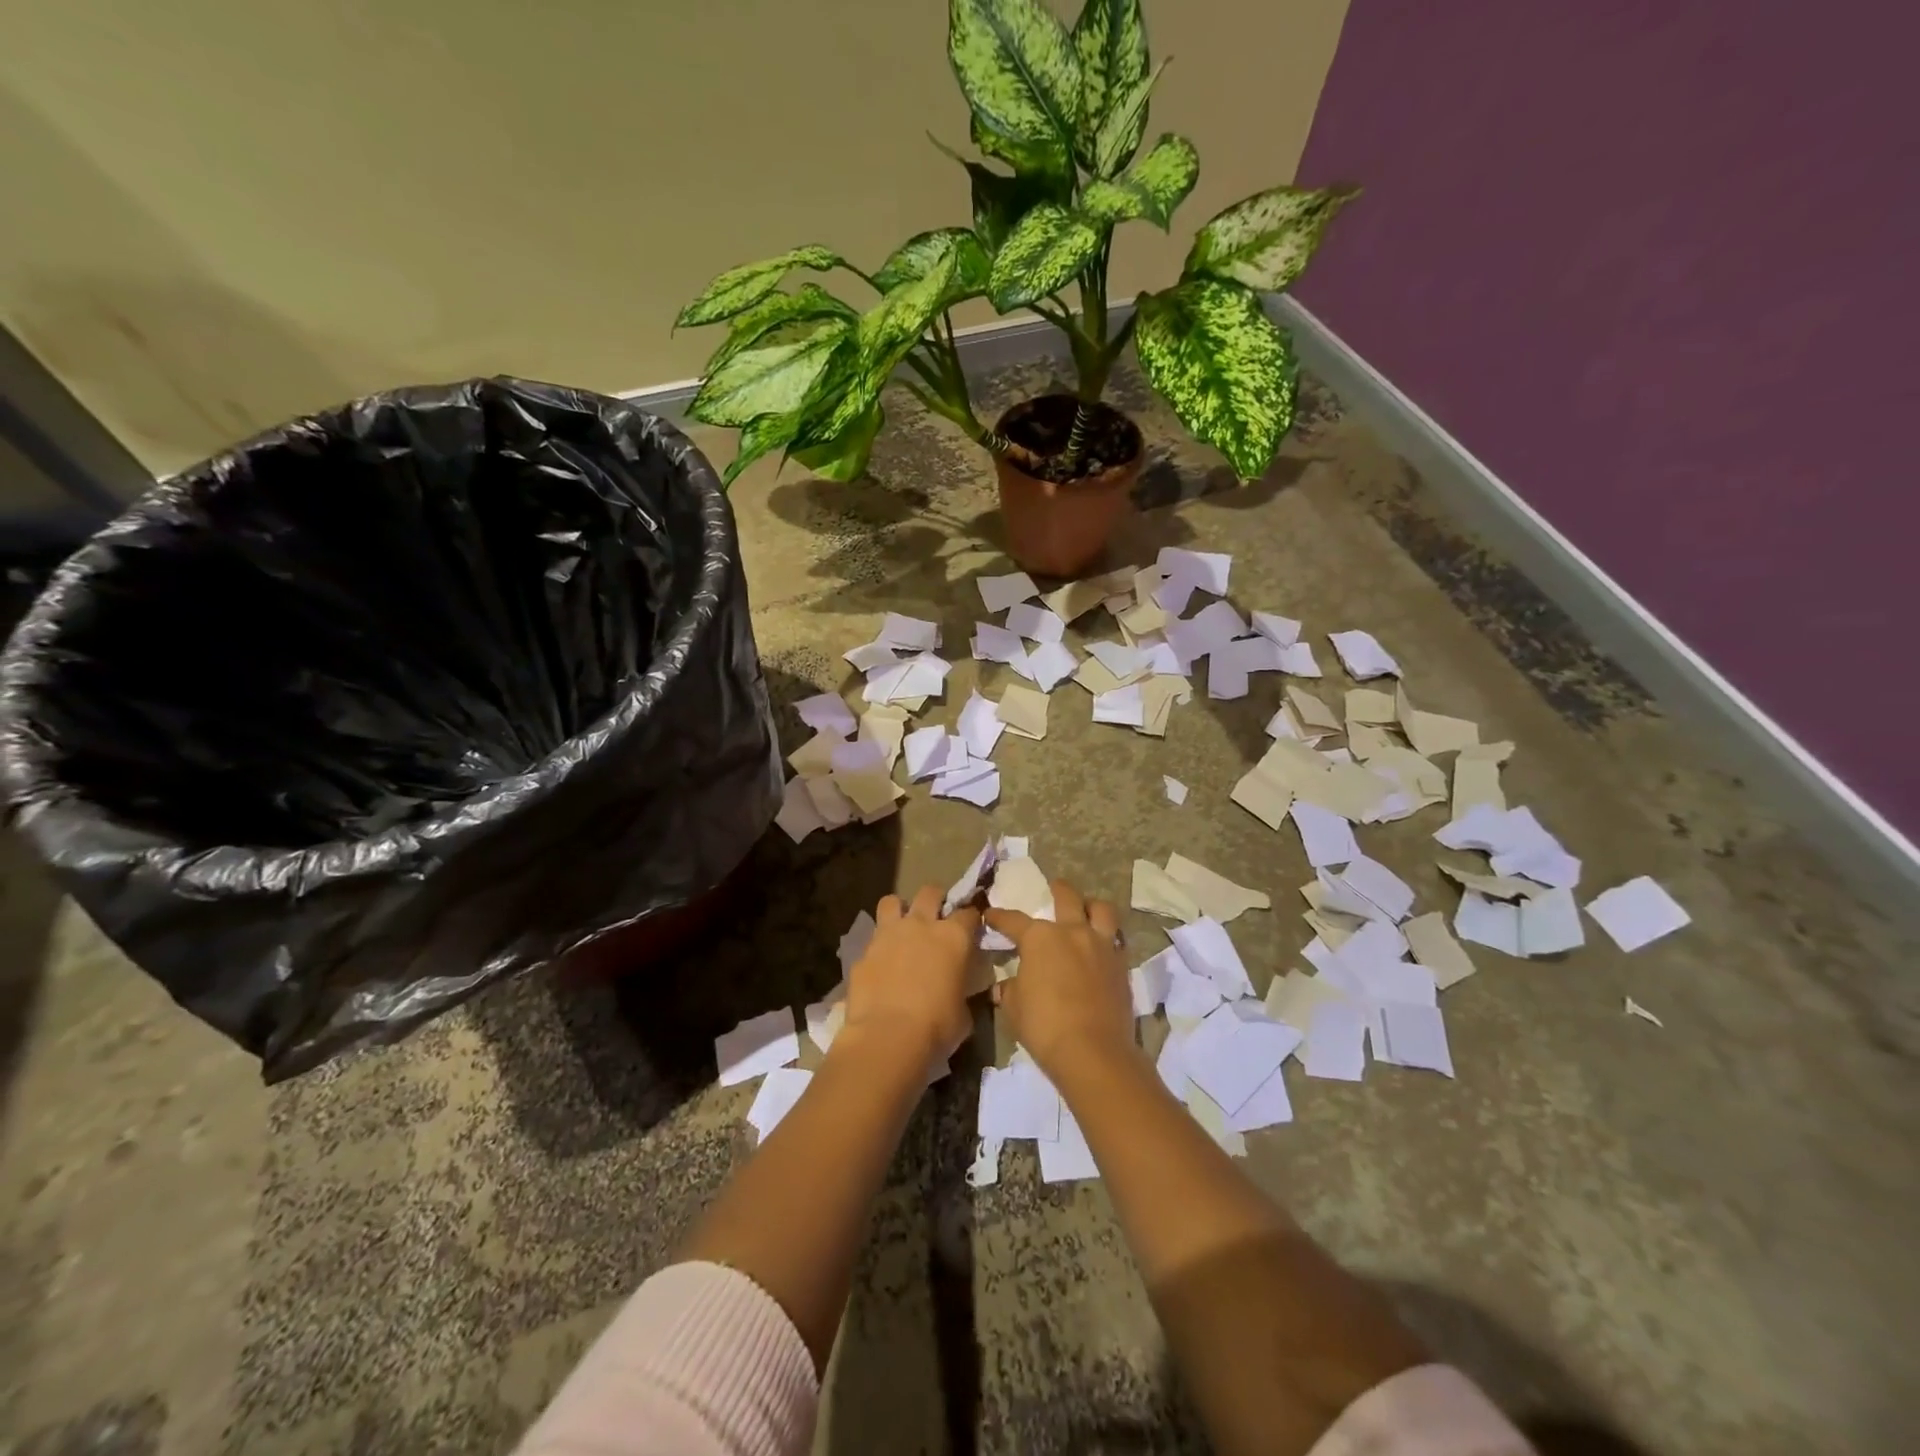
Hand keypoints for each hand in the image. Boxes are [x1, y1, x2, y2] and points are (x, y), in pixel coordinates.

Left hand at [841, 885, 979, 1068]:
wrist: (887, 1038)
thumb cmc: (937, 1027)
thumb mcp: (963, 1013)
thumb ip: (961, 991)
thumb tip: (957, 992)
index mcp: (953, 937)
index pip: (969, 913)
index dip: (971, 919)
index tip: (971, 928)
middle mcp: (921, 925)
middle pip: (930, 892)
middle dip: (936, 899)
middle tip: (936, 916)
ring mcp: (888, 935)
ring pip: (892, 901)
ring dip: (899, 910)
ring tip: (902, 928)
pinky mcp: (863, 952)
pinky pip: (872, 939)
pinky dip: (878, 947)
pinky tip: (881, 965)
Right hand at [985, 880, 1133, 1079]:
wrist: (1092, 1051)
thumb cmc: (1044, 1025)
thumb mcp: (1014, 1008)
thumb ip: (1010, 990)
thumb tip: (1005, 986)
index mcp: (1040, 937)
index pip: (1014, 920)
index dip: (999, 917)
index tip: (990, 914)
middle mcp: (1072, 932)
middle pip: (1067, 897)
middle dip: (1057, 889)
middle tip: (1054, 887)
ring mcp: (1101, 945)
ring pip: (1101, 909)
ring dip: (1092, 906)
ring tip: (1087, 910)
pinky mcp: (1121, 965)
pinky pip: (1117, 939)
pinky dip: (1108, 937)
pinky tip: (1102, 947)